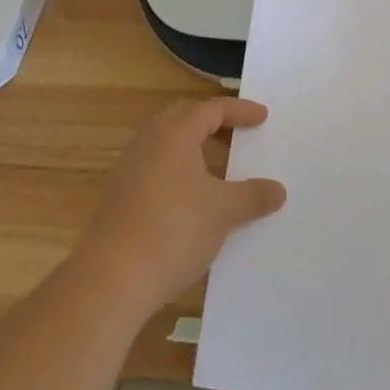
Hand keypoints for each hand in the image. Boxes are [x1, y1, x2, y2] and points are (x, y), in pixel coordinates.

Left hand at [74, 98, 286, 314]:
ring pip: (165, 143)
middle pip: (183, 117)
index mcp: (175, 133)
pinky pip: (153, 168)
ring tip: (216, 166)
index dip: (240, 111)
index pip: (212, 109)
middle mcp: (148, 142)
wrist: (111, 280)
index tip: (262, 117)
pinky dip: (176, 171)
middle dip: (212, 122)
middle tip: (236, 133)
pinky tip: (190, 197)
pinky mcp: (117, 198)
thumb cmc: (174, 230)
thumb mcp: (224, 212)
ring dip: (192, 147)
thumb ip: (253, 196)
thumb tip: (278, 190)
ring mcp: (128, 169)